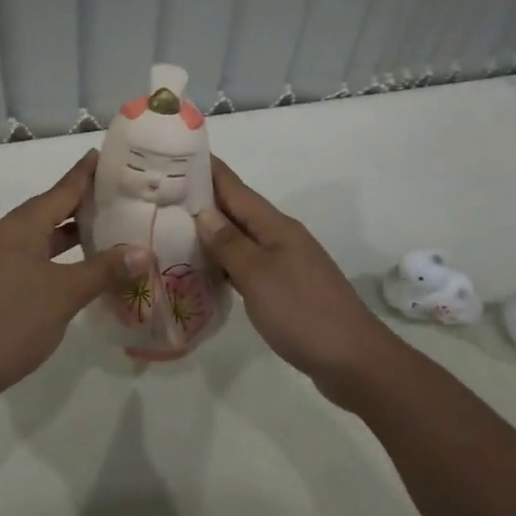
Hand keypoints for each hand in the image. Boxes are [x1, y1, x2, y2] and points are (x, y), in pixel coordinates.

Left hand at [0, 151, 148, 405]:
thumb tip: (142, 252)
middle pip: (49, 208)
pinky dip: (56, 252)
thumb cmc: (13, 322)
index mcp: (20, 226)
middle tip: (118, 193)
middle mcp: (4, 233)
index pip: (61, 190)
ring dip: (69, 230)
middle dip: (82, 202)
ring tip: (105, 225)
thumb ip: (104, 270)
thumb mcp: (64, 294)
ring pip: (39, 234)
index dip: (85, 173)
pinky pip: (31, 253)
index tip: (105, 153)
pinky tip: (77, 264)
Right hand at [195, 157, 398, 402]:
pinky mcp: (286, 288)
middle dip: (202, 198)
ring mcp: (285, 263)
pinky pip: (247, 263)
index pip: (233, 188)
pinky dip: (224, 260)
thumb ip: (229, 243)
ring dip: (211, 230)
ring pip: (241, 237)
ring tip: (172, 227)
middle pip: (236, 210)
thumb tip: (203, 212)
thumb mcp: (258, 275)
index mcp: (275, 226)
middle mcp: (280, 237)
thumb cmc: (303, 312)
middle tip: (161, 192)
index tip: (175, 153)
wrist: (355, 361)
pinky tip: (205, 269)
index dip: (206, 169)